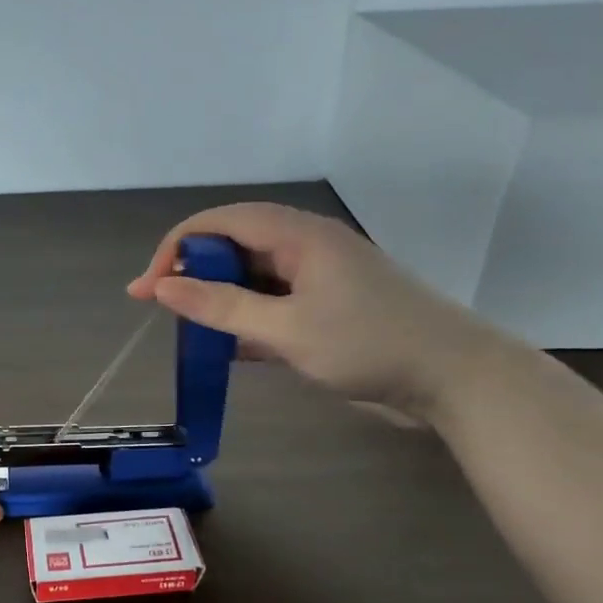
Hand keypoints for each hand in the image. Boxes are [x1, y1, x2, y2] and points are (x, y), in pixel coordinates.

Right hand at [127, 203, 505, 423]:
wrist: (455, 379)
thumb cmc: (369, 344)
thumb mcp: (286, 329)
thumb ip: (221, 307)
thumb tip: (162, 287)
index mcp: (297, 235)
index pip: (219, 222)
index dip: (175, 248)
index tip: (147, 289)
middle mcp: (304, 246)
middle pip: (233, 245)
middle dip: (192, 272)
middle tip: (160, 308)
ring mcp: (318, 277)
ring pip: (251, 276)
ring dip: (218, 299)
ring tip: (189, 329)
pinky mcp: (326, 306)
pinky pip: (272, 302)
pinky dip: (246, 320)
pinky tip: (228, 348)